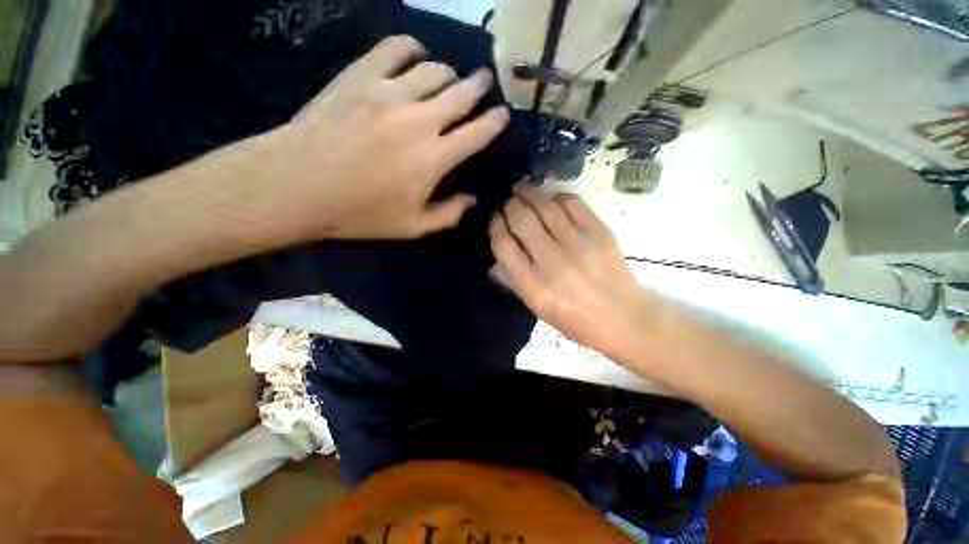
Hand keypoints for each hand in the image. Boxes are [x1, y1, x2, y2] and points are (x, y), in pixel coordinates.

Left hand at [269, 35, 509, 239]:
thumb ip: (449, 214)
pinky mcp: (361, 75)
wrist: (298, 184)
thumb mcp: (413, 227)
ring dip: (449, 73)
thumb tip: (472, 199)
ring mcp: (389, 91)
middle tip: (486, 83)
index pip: (477, 133)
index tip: (503, 115)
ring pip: (434, 69)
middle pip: (461, 93)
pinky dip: (412, 49)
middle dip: (479, 86)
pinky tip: (416, 55)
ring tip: (450, 78)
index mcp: (434, 158)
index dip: (495, 122)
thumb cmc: (360, 212)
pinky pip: (395, 49)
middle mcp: (419, 119)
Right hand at [490, 185, 657, 356]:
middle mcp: (552, 262)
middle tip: (507, 200)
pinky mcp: (599, 232)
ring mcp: (577, 244)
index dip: (495, 226)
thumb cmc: (576, 320)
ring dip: (529, 193)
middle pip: (521, 220)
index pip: (504, 245)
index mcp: (533, 286)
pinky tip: (551, 198)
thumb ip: (518, 276)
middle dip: (509, 205)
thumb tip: (506, 242)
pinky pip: (572, 203)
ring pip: (545, 206)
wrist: (623, 318)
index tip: (495, 218)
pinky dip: (557, 196)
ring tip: (521, 188)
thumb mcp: (538, 307)